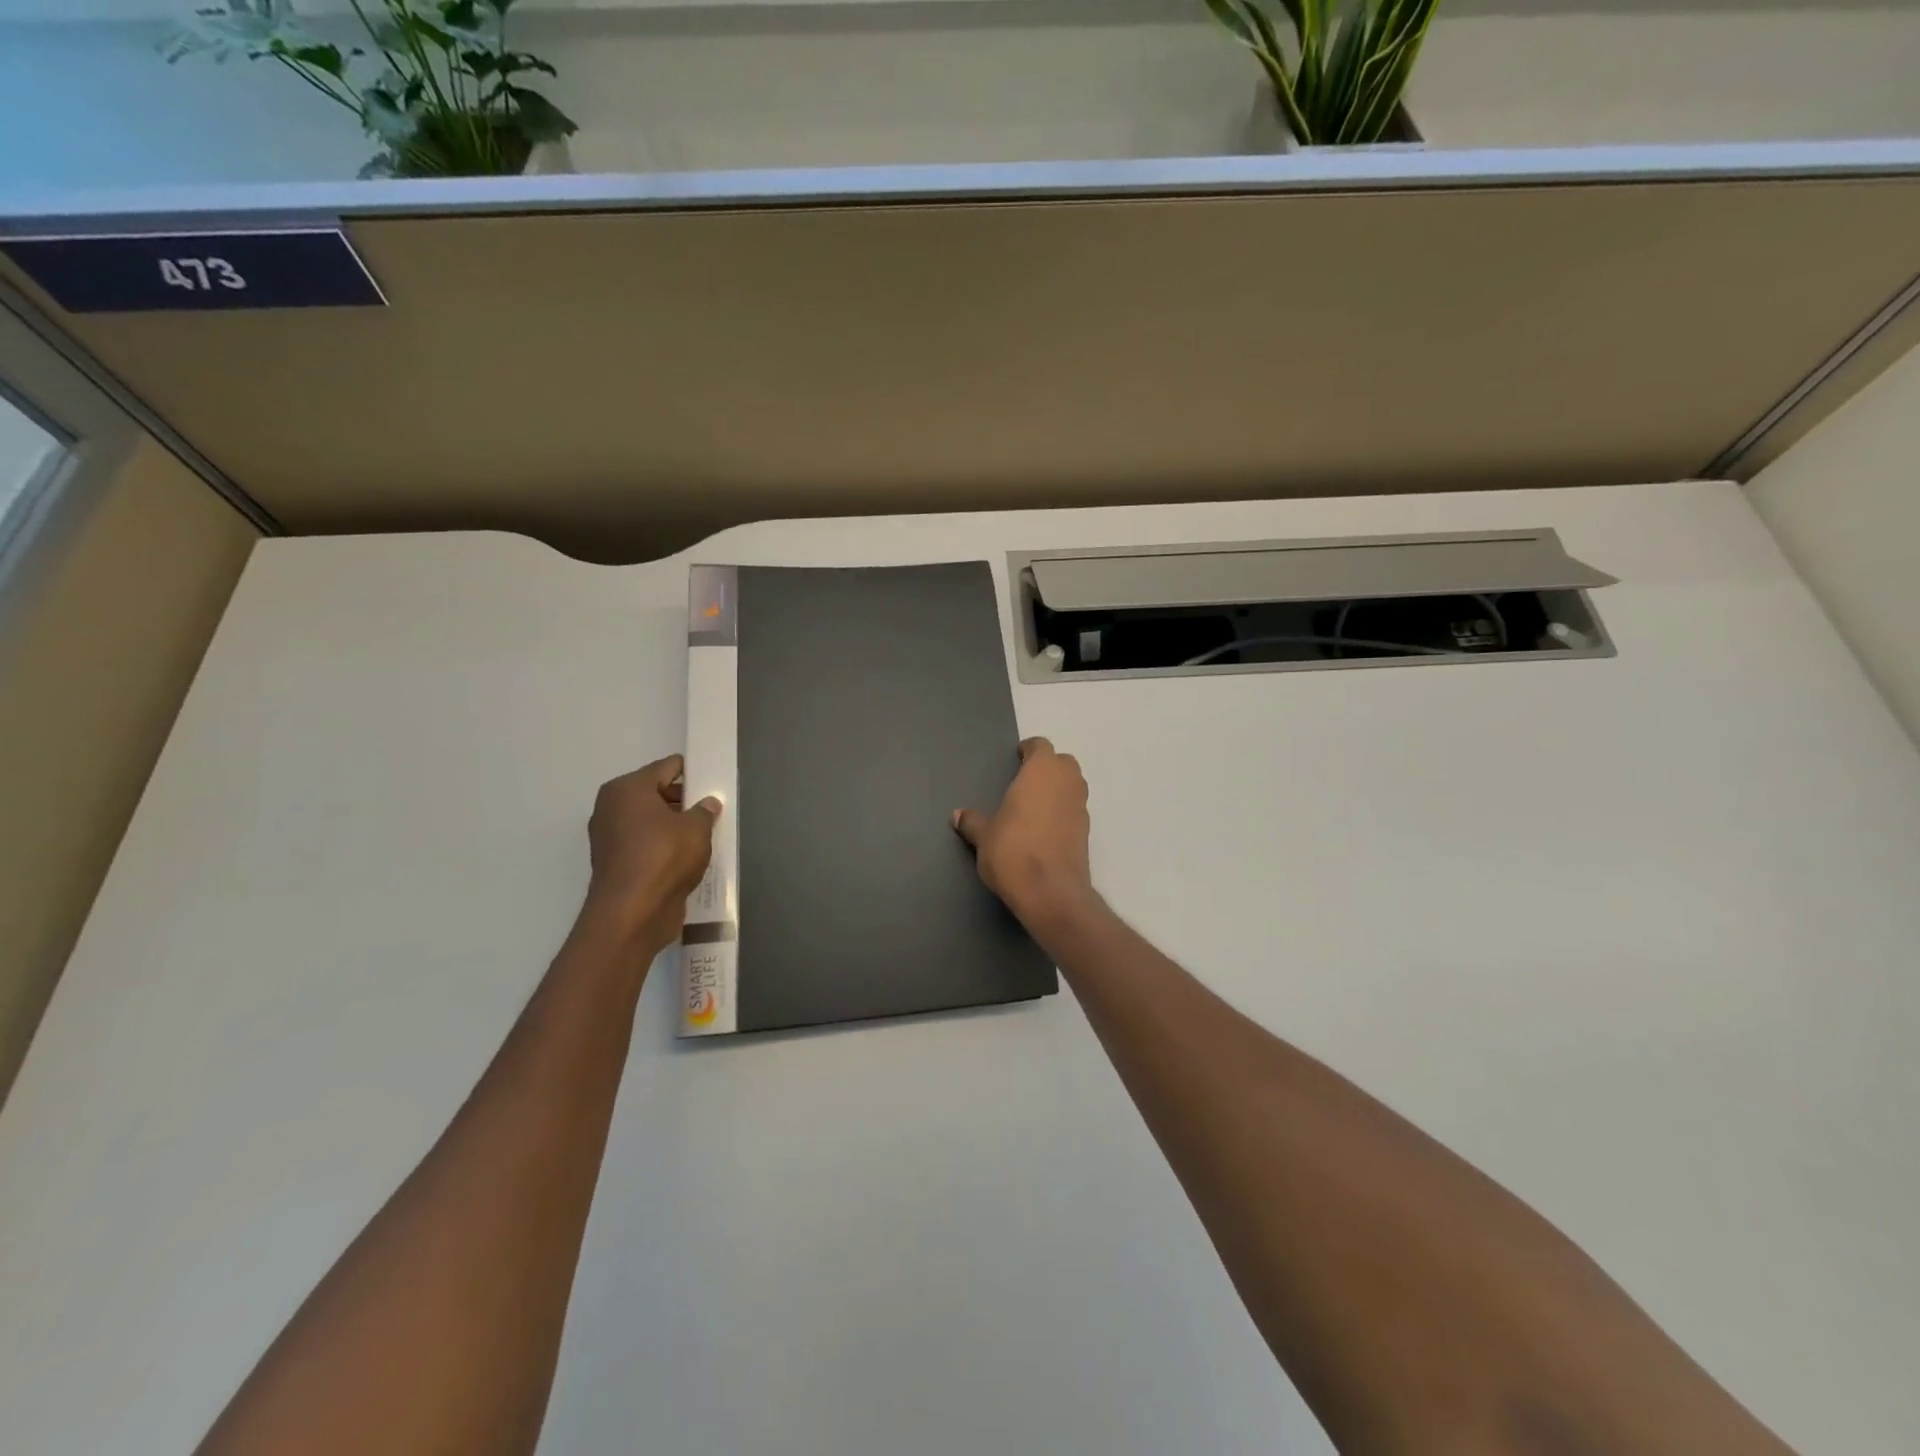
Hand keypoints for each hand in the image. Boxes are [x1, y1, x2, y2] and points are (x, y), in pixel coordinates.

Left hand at [584, 756, 720, 947]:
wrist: (632, 914)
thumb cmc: (664, 858)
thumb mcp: (696, 828)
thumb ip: (704, 811)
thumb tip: (707, 803)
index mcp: (626, 789)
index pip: (666, 768)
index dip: (691, 772)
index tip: (712, 779)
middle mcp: (611, 808)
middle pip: (654, 793)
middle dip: (682, 800)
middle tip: (711, 809)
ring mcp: (609, 837)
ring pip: (649, 821)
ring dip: (672, 826)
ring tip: (703, 834)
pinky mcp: (614, 864)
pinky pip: (644, 845)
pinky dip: (662, 847)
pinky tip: (686, 856)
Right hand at [953, 737, 1097, 930]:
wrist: (1050, 892)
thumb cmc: (1012, 851)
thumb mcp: (984, 836)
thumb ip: (973, 821)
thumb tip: (958, 815)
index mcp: (1042, 771)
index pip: (1041, 746)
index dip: (1029, 750)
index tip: (1016, 759)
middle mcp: (1067, 782)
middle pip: (1063, 763)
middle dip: (1047, 767)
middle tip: (1025, 781)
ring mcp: (1081, 807)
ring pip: (1073, 786)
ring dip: (1057, 789)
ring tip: (1033, 805)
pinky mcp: (1087, 832)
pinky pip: (1074, 810)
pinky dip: (1063, 812)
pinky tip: (1044, 829)